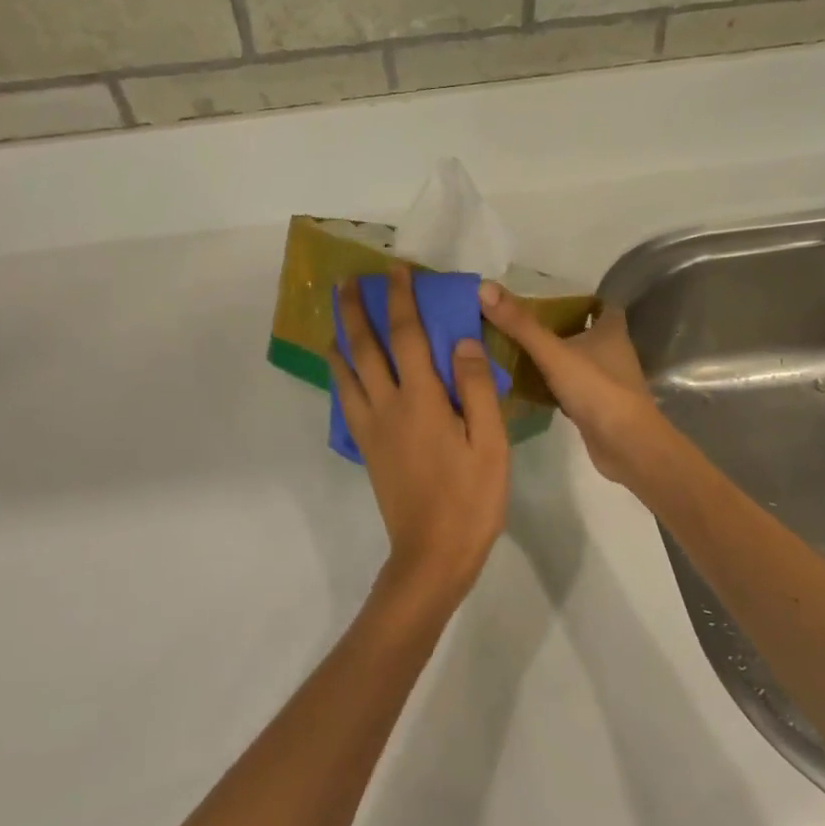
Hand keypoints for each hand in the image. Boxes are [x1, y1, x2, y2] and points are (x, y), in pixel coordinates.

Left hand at [331, 266, 509, 602]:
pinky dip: (340, 376)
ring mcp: (372, 427)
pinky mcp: (367, 447)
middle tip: (346, 282)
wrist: (432, 554)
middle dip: (354, 310)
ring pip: (346, 373)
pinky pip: (346, 400)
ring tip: (334, 318)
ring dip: (339, 339)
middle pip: (364, 347)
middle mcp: (388, 405)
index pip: (407, 335)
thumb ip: (474, 388)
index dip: (400, 299)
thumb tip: (460, 340)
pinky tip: (341, 370)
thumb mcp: (490, 442)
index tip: (396, 271)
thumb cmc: (471, 498)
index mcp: (421, 399)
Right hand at [478, 283, 668, 486]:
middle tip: (518, 323)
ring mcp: (606, 381)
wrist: (626, 446)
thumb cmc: (597, 390)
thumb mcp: (553, 352)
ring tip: (514, 350)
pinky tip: (526, 386)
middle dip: (556, 327)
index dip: (576, 298)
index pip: (598, 304)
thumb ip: (520, 324)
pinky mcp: (597, 407)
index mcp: (611, 331)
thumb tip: (484, 287)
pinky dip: (552, 384)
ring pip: (576, 360)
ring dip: (553, 356)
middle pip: (584, 331)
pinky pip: (570, 387)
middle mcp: (612, 352)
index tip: (544, 298)